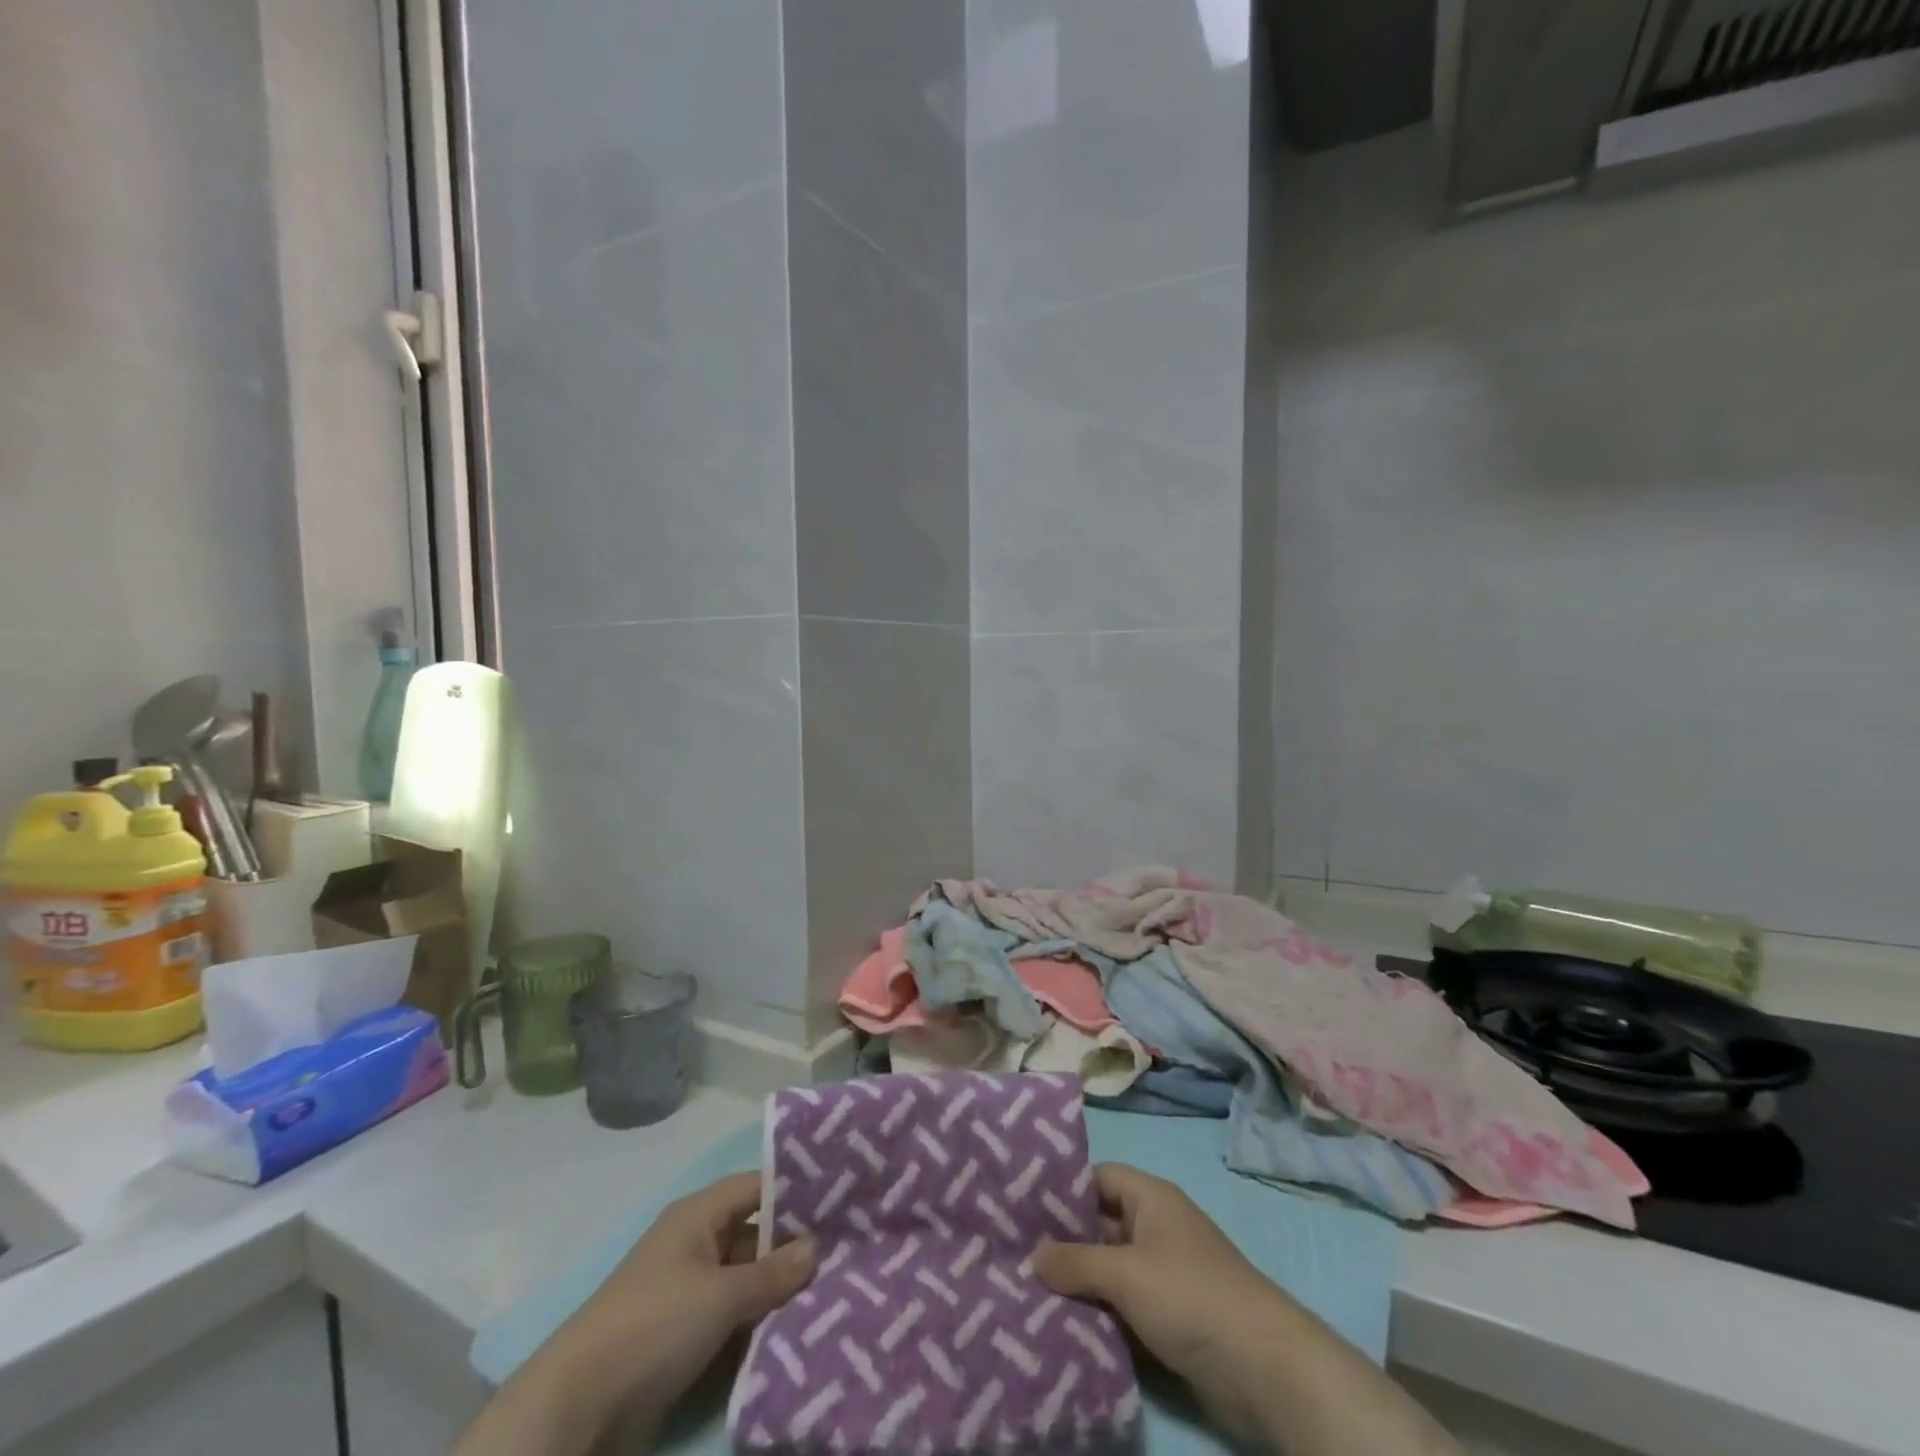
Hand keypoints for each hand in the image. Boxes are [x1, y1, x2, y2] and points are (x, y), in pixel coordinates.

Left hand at [455, 1173, 813, 1455]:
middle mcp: (695, 1244)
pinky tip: (798, 1330)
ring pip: (746, 1279)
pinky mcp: (683, 1337)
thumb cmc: (653, 1327)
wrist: (577, 1411)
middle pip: (755, 1234)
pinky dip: (759, 1322)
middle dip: (794, 1248)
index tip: (841, 1200)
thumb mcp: (721, 1295)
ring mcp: (688, 1292)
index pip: (758, 1187)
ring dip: (779, 1290)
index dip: (796, 1191)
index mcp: (698, 1216)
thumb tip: (816, 1246)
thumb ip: (773, 1272)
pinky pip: (732, 1317)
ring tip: (835, 1292)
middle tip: (847, 1253)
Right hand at [1035, 1165, 1461, 1455]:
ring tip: (1024, 1291)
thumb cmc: (1191, 1296)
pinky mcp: (1169, 1318)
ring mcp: (1163, 1274)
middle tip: (1012, 1253)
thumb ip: (1076, 1262)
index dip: (1062, 1188)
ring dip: (1078, 1284)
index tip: (1019, 1205)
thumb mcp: (1126, 1273)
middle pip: (1099, 1225)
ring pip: (1109, 1270)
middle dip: (1062, 1242)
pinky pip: (1123, 1306)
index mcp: (1150, 1198)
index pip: (1096, 1178)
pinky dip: (1098, 1314)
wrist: (1263, 1367)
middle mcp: (1155, 1228)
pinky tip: (1061, 1327)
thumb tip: (1033, 1255)